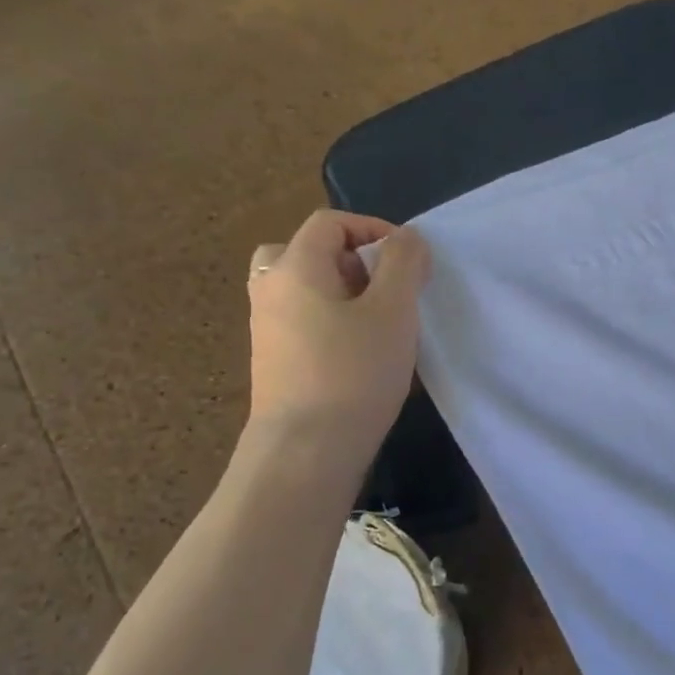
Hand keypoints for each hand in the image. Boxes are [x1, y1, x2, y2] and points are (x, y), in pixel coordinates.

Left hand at [246, 211, 431, 453]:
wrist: (305, 452)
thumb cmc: (353, 372)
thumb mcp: (392, 311)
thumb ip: (403, 264)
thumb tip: (407, 238)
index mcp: (294, 268)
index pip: (329, 223)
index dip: (372, 228)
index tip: (408, 259)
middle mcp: (270, 291)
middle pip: (307, 253)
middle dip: (353, 262)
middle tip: (386, 290)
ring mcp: (266, 330)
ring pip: (305, 291)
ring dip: (344, 295)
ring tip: (380, 325)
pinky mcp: (274, 364)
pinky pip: (303, 323)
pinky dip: (331, 324)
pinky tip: (362, 356)